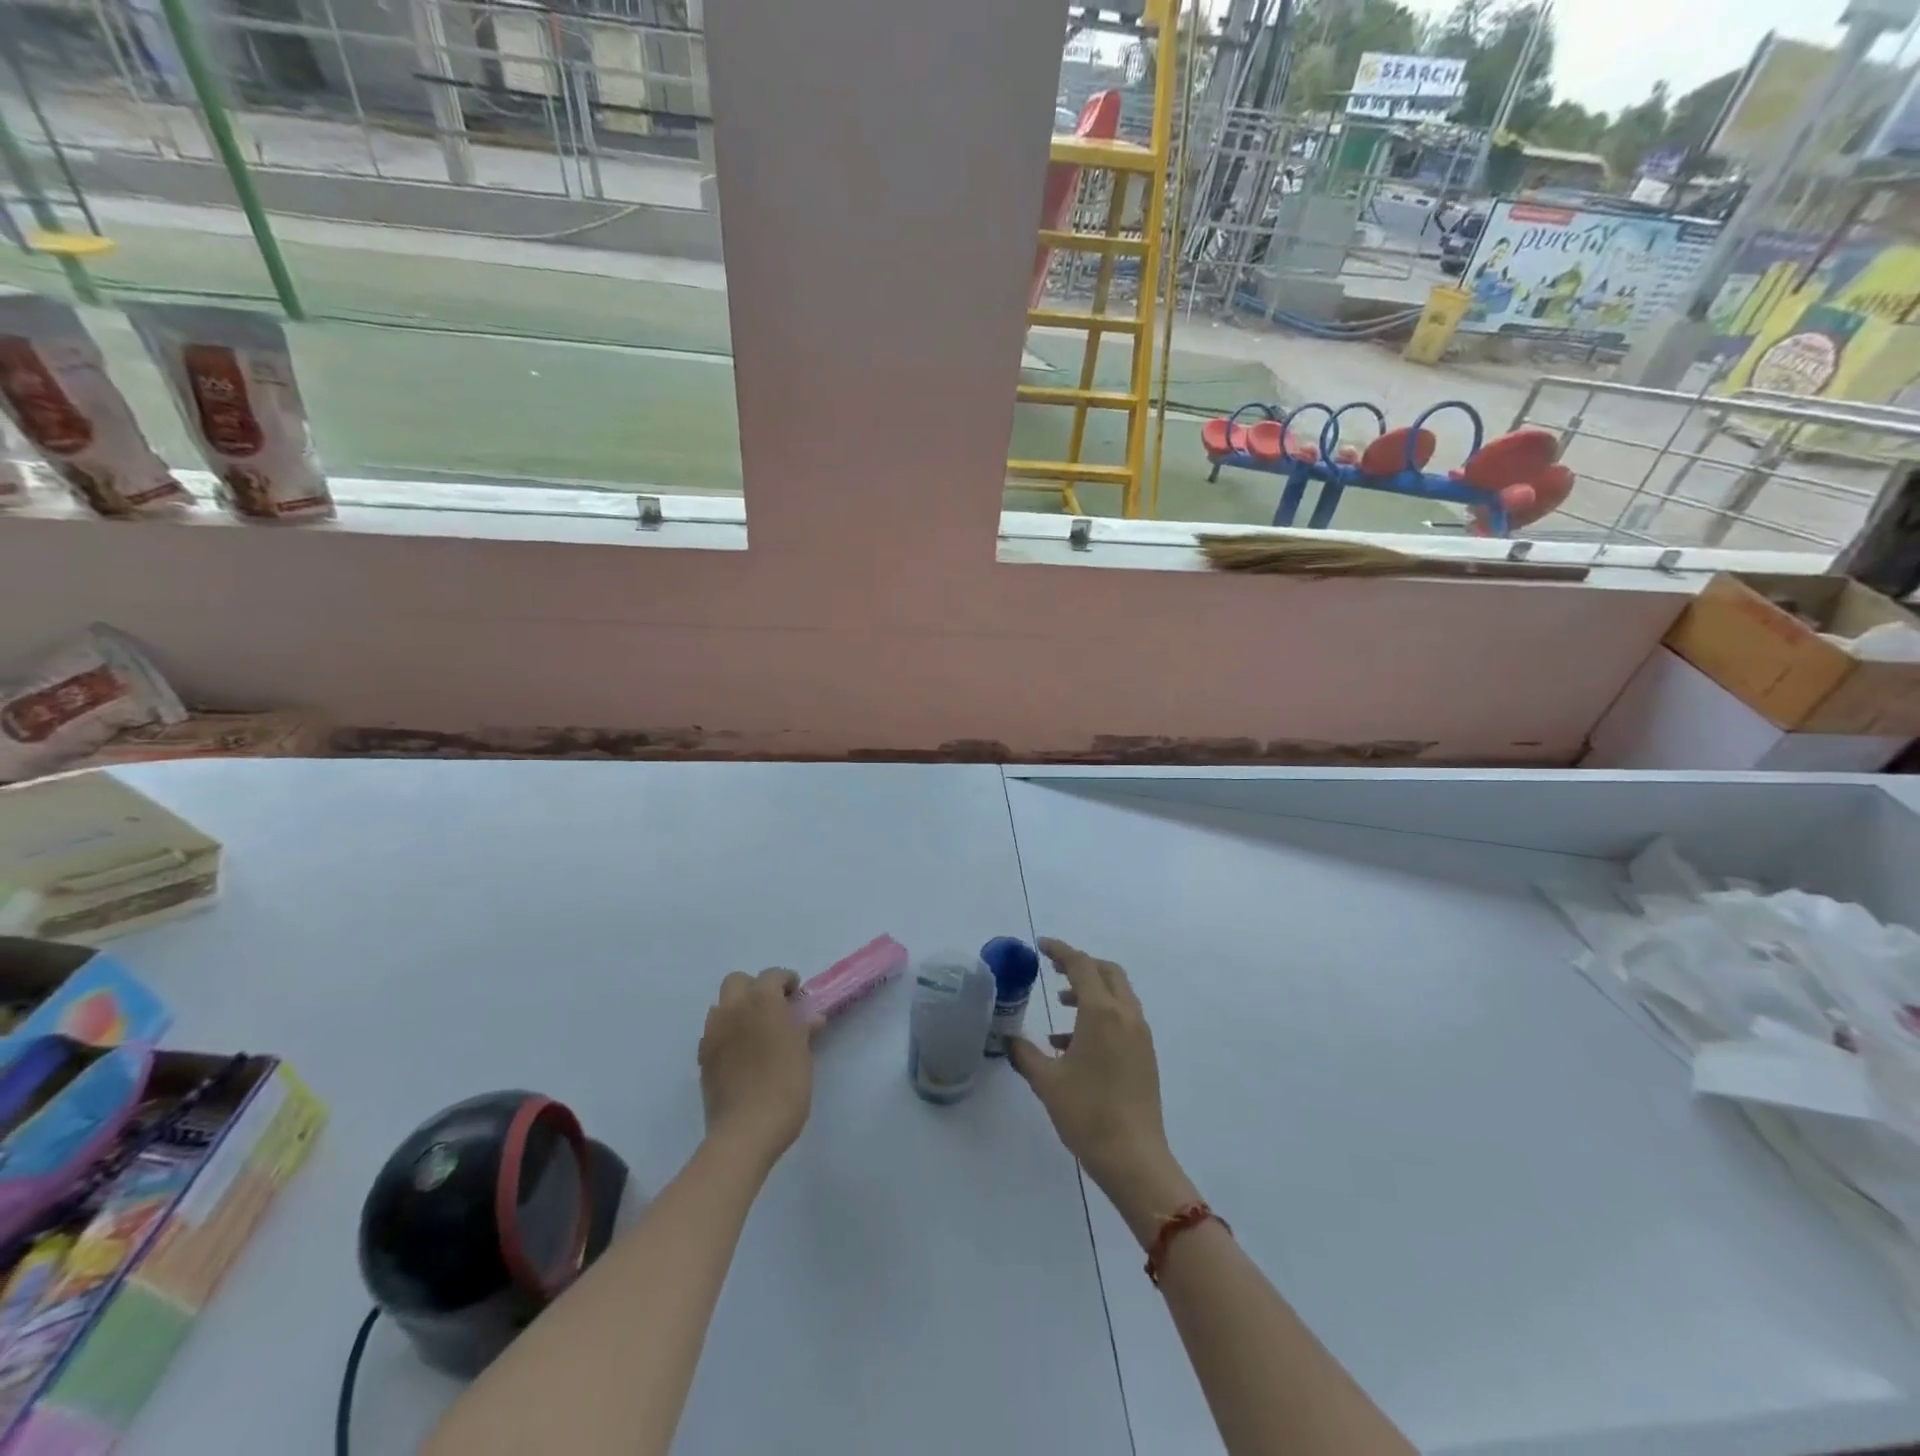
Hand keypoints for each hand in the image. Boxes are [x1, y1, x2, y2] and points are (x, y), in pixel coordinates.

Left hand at [698, 968, 817, 1169]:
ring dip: (738, 1008)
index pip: (773, 975)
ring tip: (756, 1031)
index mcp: (762, 1001)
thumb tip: (811, 1017)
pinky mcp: (702, 1056)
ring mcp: (713, 1032)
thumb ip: (804, 1030)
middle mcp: (733, 1008)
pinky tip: (741, 1053)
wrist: (745, 1131)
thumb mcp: (803, 1055)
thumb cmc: (785, 1087)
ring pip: (722, 1005)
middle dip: (755, 988)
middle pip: (738, 981)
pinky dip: (727, 1032)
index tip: (797, 996)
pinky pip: (714, 1031)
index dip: (786, 981)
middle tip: (774, 1008)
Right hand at [1007, 939, 1195, 1240]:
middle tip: (1054, 970)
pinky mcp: (1145, 1055)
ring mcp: (1140, 1035)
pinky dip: (1101, 1014)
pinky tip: (1073, 1044)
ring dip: (1091, 991)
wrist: (1134, 1159)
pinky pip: (1122, 1018)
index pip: (1081, 965)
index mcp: (1102, 1012)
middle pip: (1107, 972)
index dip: (1060, 950)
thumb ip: (1025, 1054)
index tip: (1041, 945)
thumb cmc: (1087, 1113)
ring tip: (1061, 1007)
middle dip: (1081, 965)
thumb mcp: (1046, 1081)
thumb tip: (1009, 1039)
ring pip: (1118, 995)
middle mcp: (1126, 1015)